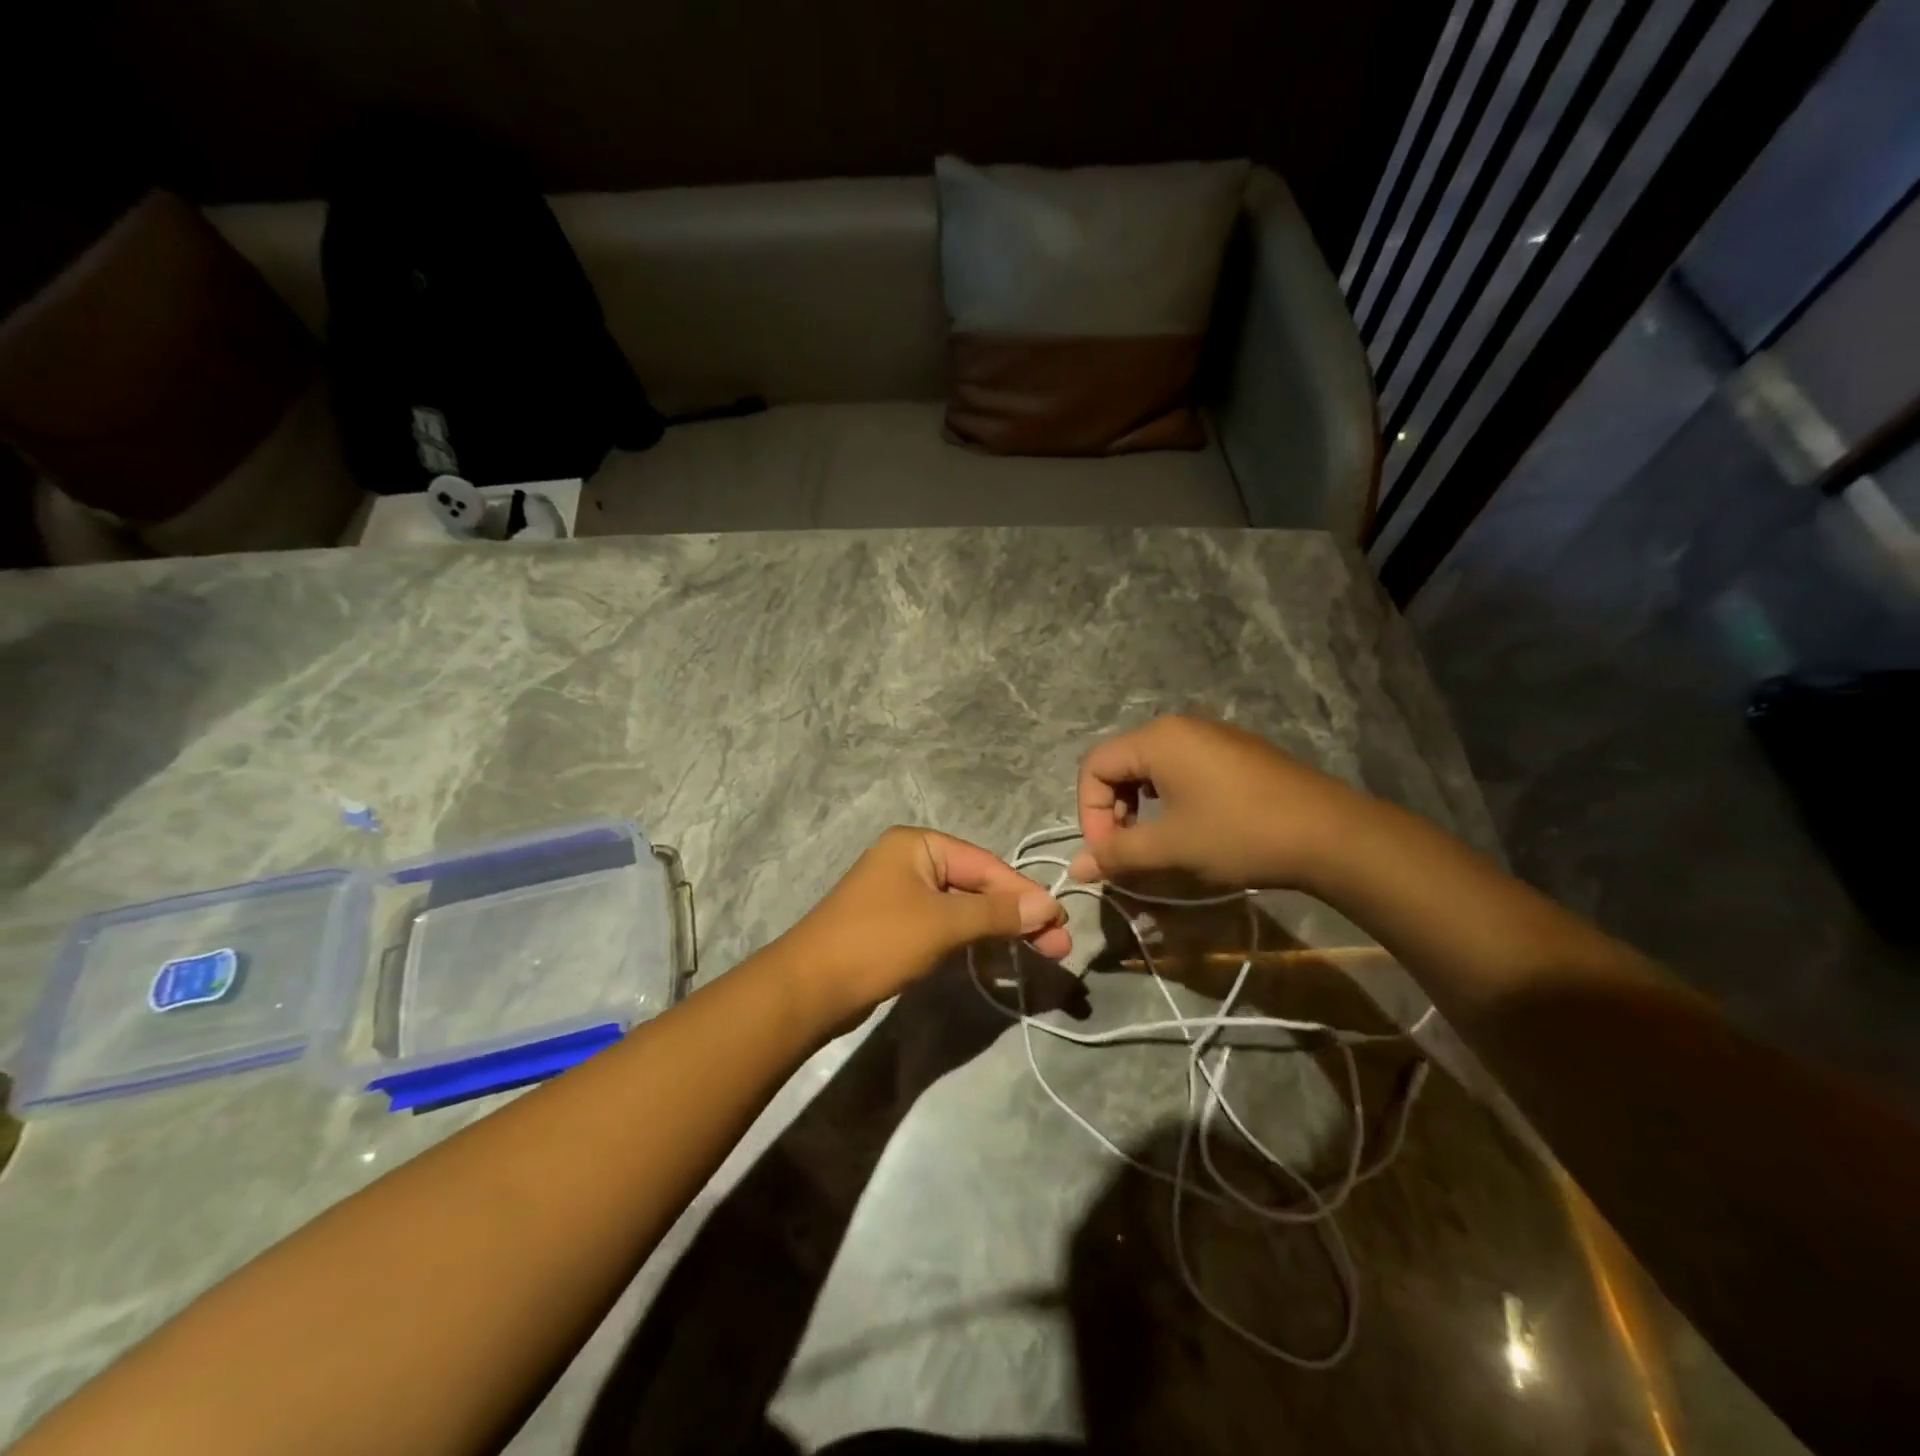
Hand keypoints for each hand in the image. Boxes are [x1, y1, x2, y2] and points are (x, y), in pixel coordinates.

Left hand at [777, 826, 1070, 1024]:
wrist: (809, 989)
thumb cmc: (878, 942)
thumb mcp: (943, 924)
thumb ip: (997, 912)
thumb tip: (1048, 905)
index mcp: (918, 845)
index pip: (985, 864)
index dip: (1024, 893)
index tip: (1060, 922)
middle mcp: (911, 861)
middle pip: (976, 885)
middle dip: (1016, 915)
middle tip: (1057, 946)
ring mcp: (902, 895)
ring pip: (963, 909)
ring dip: (998, 931)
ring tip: (1039, 953)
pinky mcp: (897, 926)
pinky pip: (945, 927)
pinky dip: (971, 942)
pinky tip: (998, 960)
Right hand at [1068, 715, 1372, 891]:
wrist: (1330, 834)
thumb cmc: (1239, 834)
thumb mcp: (1170, 847)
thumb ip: (1117, 854)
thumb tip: (1076, 868)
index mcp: (1157, 739)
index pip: (1095, 767)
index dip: (1090, 813)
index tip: (1108, 854)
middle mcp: (1179, 726)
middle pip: (1121, 763)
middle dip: (1113, 810)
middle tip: (1127, 851)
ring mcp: (1211, 735)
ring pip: (1151, 768)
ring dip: (1139, 806)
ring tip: (1154, 842)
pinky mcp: (1234, 752)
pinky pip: (1181, 768)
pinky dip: (1168, 798)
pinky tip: (1188, 826)